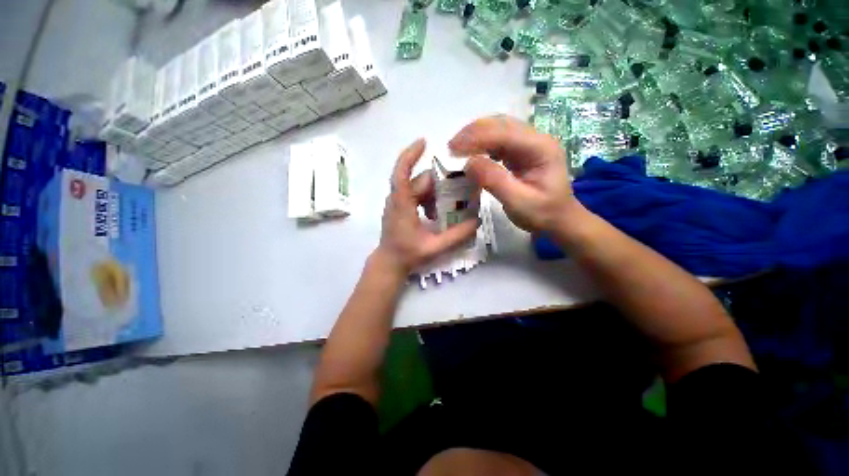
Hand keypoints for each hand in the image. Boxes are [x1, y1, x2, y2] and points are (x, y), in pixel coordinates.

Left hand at [376, 139, 478, 275]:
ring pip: (419, 187)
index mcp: (401, 204)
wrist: (389, 263)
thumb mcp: (434, 247)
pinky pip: (417, 195)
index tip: (424, 141)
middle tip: (460, 192)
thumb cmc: (407, 255)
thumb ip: (456, 236)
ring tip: (447, 209)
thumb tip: (477, 221)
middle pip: (420, 181)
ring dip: (435, 194)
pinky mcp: (400, 207)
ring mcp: (398, 202)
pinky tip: (436, 214)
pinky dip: (429, 200)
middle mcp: (397, 199)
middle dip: (440, 184)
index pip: (402, 173)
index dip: (411, 155)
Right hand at [450, 115, 578, 232]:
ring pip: (498, 129)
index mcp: (541, 148)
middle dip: (473, 132)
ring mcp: (529, 144)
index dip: (477, 138)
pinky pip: (498, 141)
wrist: (559, 220)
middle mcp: (536, 139)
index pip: (505, 133)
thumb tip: (469, 163)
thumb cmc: (542, 214)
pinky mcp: (521, 152)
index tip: (453, 149)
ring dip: (476, 136)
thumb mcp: (518, 202)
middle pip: (501, 124)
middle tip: (451, 147)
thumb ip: (494, 181)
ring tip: (456, 148)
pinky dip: (482, 145)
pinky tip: (471, 153)